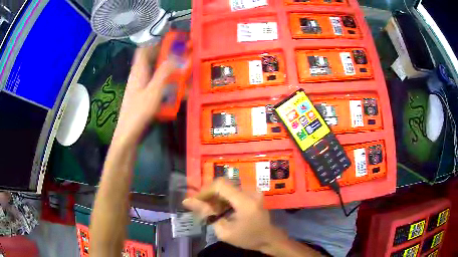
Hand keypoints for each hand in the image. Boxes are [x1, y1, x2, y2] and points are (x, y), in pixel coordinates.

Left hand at [113, 46, 175, 144]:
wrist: (128, 133)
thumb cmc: (139, 112)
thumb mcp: (154, 91)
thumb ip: (165, 72)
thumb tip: (177, 56)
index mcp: (138, 70)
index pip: (144, 49)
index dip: (156, 44)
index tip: (171, 44)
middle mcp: (137, 75)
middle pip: (150, 60)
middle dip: (165, 57)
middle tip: (181, 59)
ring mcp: (138, 86)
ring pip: (152, 72)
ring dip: (165, 71)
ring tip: (179, 74)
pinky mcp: (141, 95)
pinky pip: (153, 83)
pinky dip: (163, 83)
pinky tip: (171, 91)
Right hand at [183, 178, 281, 251]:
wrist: (268, 238)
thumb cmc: (247, 238)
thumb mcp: (224, 231)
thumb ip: (207, 214)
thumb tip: (187, 201)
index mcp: (245, 202)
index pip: (220, 185)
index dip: (205, 191)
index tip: (195, 202)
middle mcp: (250, 192)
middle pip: (223, 185)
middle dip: (209, 195)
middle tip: (201, 207)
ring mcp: (253, 191)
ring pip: (227, 187)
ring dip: (215, 197)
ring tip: (210, 211)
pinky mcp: (253, 193)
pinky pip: (233, 191)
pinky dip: (223, 198)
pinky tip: (219, 209)